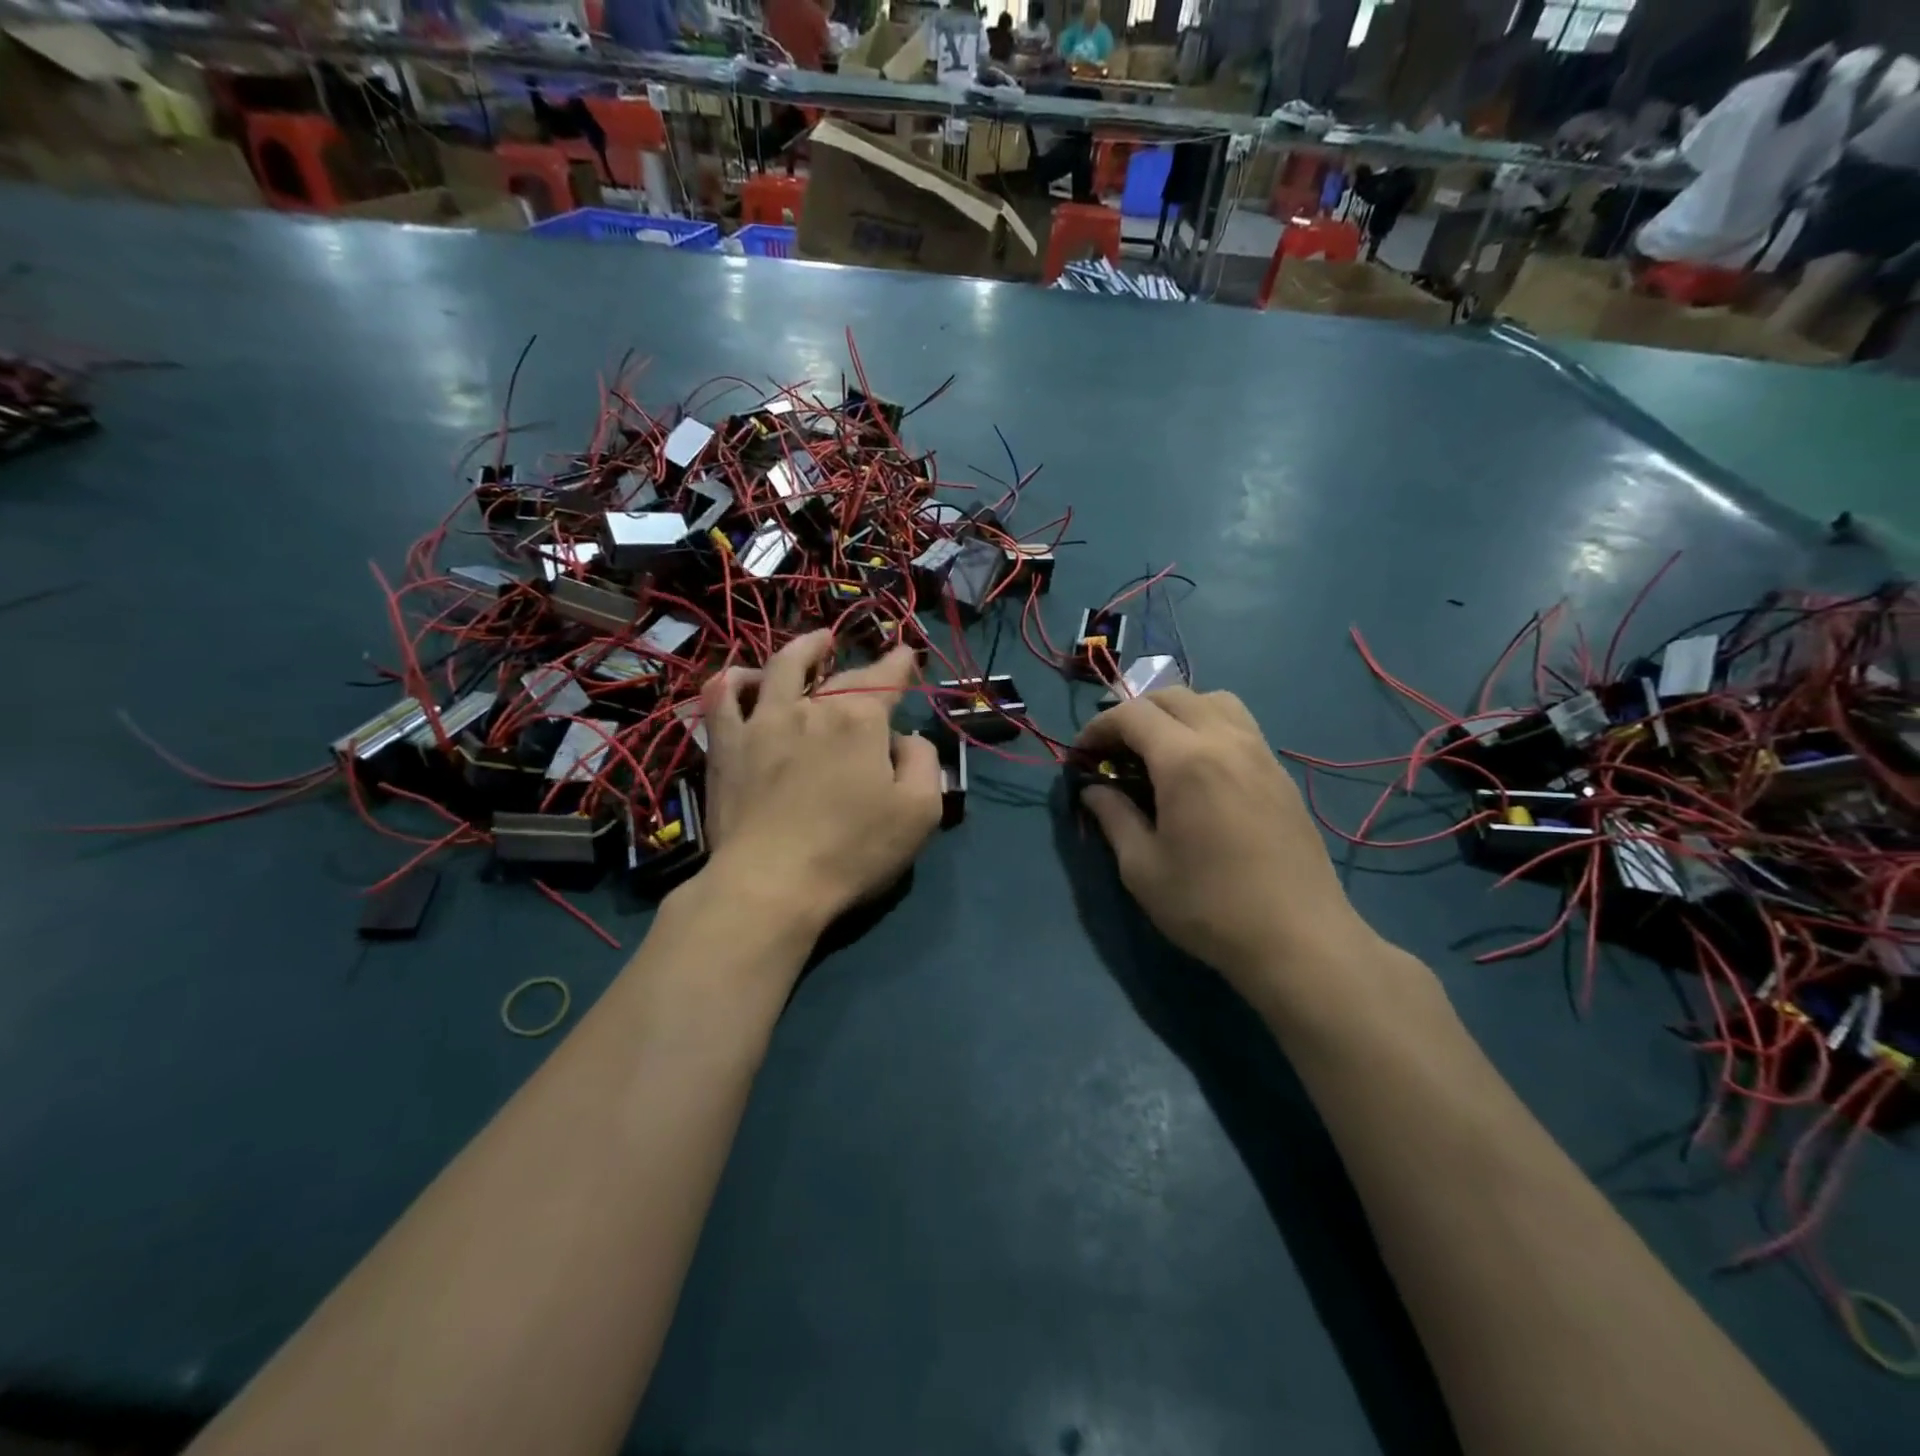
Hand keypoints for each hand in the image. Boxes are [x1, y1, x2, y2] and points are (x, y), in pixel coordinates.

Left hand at [698, 631, 942, 934]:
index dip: (901, 663)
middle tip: (876, 666)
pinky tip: (744, 678)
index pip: (886, 678)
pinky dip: (734, 681)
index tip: (908, 654)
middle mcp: (812, 707)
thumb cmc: (853, 850)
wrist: (770, 883)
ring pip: (781, 668)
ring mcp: (763, 722)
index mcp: (860, 719)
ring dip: (803, 649)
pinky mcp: (726, 746)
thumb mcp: (920, 811)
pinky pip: (723, 699)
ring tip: (816, 641)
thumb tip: (903, 740)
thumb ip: (923, 762)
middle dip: (864, 667)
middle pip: (841, 676)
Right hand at [1074, 688, 1372, 1000]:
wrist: (1299, 939)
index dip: (1098, 727)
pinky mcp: (1280, 774)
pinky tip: (1199, 772)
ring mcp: (1260, 753)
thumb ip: (1113, 817)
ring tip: (1159, 752)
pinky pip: (1239, 725)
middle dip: (1134, 714)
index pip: (1132, 714)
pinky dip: (1208, 728)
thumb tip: (1094, 790)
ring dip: (1177, 713)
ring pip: (1214, 701)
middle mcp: (1226, 741)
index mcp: (1186, 760)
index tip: (1081, 756)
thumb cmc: (1208, 906)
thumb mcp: (1142, 867)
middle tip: (1114, 752)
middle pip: (1173, 696)